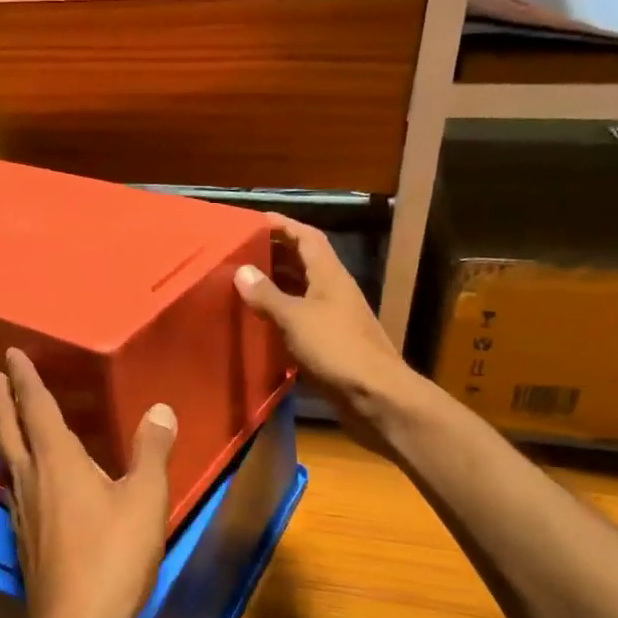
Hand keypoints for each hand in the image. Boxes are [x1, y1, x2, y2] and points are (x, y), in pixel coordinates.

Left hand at [0, 349, 177, 617]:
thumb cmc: (112, 557)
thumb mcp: (144, 500)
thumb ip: (152, 452)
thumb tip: (160, 409)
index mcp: (56, 461)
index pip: (35, 408)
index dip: (24, 379)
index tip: (10, 354)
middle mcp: (31, 479)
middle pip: (9, 430)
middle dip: (2, 400)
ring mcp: (22, 512)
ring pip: (9, 460)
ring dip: (7, 432)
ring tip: (11, 420)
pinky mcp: (25, 538)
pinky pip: (17, 486)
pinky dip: (19, 466)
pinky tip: (31, 480)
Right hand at [233, 214, 414, 450]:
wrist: (375, 397)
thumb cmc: (336, 349)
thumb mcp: (295, 318)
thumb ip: (267, 295)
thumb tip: (241, 271)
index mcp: (330, 276)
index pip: (307, 237)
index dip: (283, 225)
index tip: (254, 221)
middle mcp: (334, 291)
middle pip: (304, 262)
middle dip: (275, 253)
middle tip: (241, 253)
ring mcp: (335, 319)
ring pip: (302, 292)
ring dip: (277, 286)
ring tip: (244, 285)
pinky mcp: (331, 345)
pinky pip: (302, 320)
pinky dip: (281, 316)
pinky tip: (260, 325)